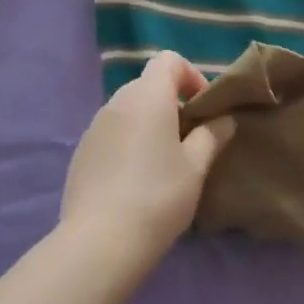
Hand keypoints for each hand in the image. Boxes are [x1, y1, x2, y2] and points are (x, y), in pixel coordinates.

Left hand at [59, 53, 234, 276]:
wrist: (99, 243)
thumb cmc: (158, 196)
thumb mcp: (196, 166)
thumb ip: (212, 136)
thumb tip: (223, 120)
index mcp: (148, 96)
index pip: (168, 60)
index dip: (191, 76)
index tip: (203, 108)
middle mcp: (117, 103)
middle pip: (148, 85)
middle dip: (172, 102)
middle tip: (190, 138)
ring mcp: (94, 128)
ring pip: (129, 111)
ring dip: (150, 123)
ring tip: (164, 162)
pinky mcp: (81, 154)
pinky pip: (112, 134)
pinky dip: (128, 143)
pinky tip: (136, 181)